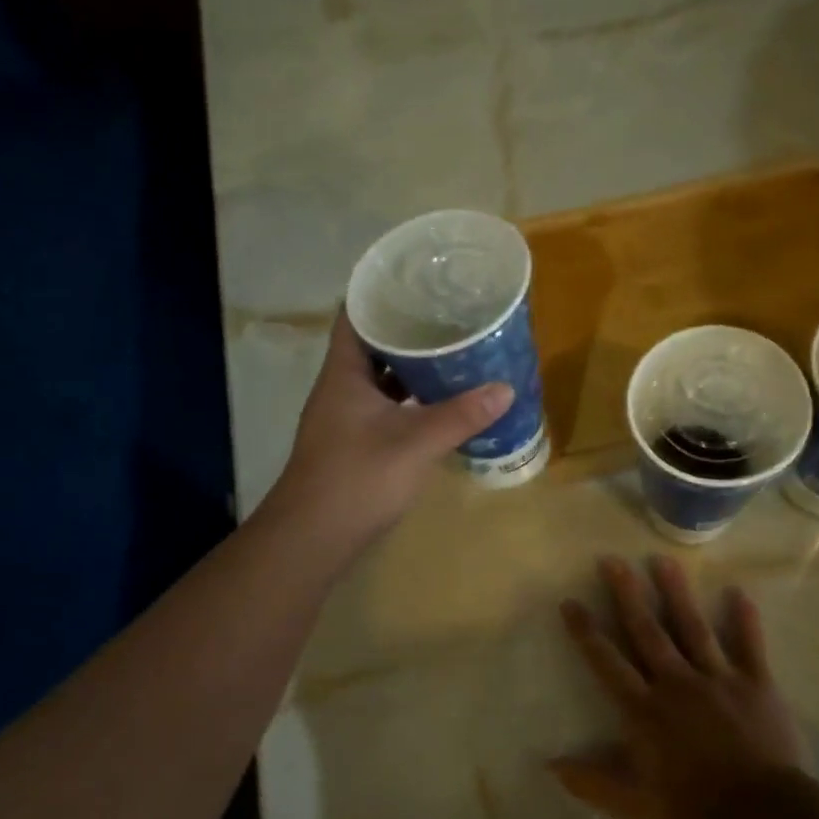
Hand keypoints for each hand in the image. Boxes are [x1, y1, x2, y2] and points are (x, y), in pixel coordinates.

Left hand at [264, 311, 513, 551]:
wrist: (313, 537)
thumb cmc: (358, 478)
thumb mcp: (415, 443)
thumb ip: (460, 416)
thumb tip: (505, 388)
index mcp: (344, 373)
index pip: (355, 314)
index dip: (381, 293)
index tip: (419, 281)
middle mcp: (340, 387)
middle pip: (372, 344)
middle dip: (408, 330)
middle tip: (449, 315)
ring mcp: (345, 416)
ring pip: (379, 378)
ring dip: (410, 367)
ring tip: (451, 351)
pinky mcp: (353, 442)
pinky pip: (384, 406)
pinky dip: (408, 400)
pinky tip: (438, 402)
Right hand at [553, 555, 802, 818]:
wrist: (763, 816)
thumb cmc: (693, 809)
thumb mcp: (633, 806)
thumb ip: (592, 782)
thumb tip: (550, 765)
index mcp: (644, 709)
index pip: (607, 662)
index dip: (586, 631)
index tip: (570, 601)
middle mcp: (676, 683)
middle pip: (647, 631)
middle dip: (627, 594)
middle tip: (612, 560)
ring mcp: (717, 679)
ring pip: (693, 628)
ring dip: (676, 593)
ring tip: (663, 561)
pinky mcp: (756, 684)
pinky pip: (749, 646)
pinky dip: (745, 620)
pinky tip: (740, 592)